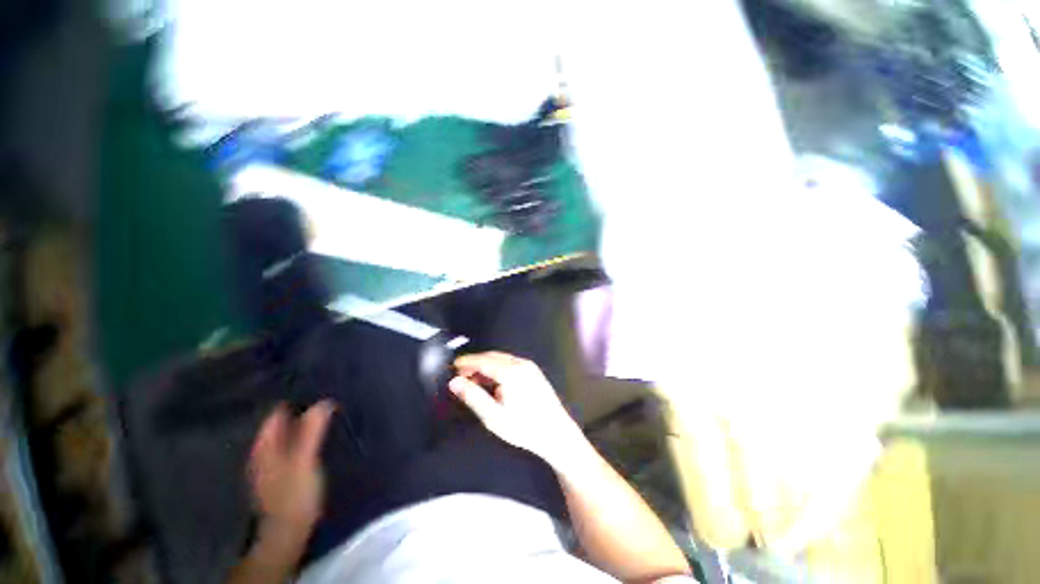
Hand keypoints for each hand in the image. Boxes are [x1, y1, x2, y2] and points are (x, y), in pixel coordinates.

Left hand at [248, 401, 333, 549]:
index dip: (294, 397)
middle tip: (327, 394)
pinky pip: (293, 443)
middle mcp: (264, 450)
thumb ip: (311, 431)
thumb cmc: (294, 494)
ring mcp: (272, 461)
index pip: (276, 411)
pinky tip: (318, 433)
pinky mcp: (283, 470)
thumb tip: (323, 401)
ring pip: (287, 432)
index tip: (317, 385)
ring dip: (303, 421)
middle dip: (301, 407)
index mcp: (265, 445)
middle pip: (281, 421)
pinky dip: (304, 434)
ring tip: (327, 409)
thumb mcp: (304, 460)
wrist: (288, 531)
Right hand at [449, 352, 583, 465]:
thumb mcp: (493, 416)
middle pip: (492, 357)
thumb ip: (473, 396)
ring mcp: (529, 366)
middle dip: (475, 363)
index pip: (483, 361)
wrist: (556, 433)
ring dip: (486, 365)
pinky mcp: (534, 371)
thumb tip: (455, 382)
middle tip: (462, 374)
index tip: (454, 366)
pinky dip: (498, 367)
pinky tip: (493, 380)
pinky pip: (511, 363)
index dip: (467, 362)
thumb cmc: (523, 427)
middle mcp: (520, 364)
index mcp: (510, 372)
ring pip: (502, 359)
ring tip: (474, 379)